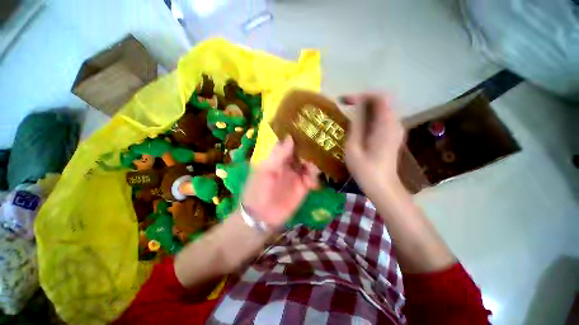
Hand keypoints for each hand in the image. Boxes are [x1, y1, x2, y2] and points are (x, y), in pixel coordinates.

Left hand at [241, 136, 319, 227]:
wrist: (261, 216)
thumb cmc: (258, 190)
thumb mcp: (265, 170)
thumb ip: (278, 154)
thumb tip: (290, 137)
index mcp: (278, 156)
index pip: (290, 142)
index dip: (299, 135)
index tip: (310, 128)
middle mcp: (289, 162)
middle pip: (303, 151)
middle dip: (311, 148)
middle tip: (320, 146)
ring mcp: (297, 174)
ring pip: (311, 163)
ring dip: (315, 163)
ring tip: (314, 167)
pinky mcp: (304, 186)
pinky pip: (313, 178)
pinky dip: (315, 178)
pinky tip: (312, 183)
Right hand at [343, 93, 404, 196]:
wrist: (383, 187)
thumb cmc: (365, 170)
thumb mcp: (354, 147)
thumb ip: (357, 124)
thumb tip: (357, 105)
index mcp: (386, 125)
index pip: (379, 97)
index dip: (361, 95)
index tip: (345, 101)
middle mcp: (395, 123)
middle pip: (381, 101)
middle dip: (363, 100)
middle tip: (345, 106)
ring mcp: (396, 129)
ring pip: (381, 109)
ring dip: (366, 108)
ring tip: (350, 115)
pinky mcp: (393, 135)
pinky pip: (382, 118)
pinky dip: (370, 116)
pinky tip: (359, 126)